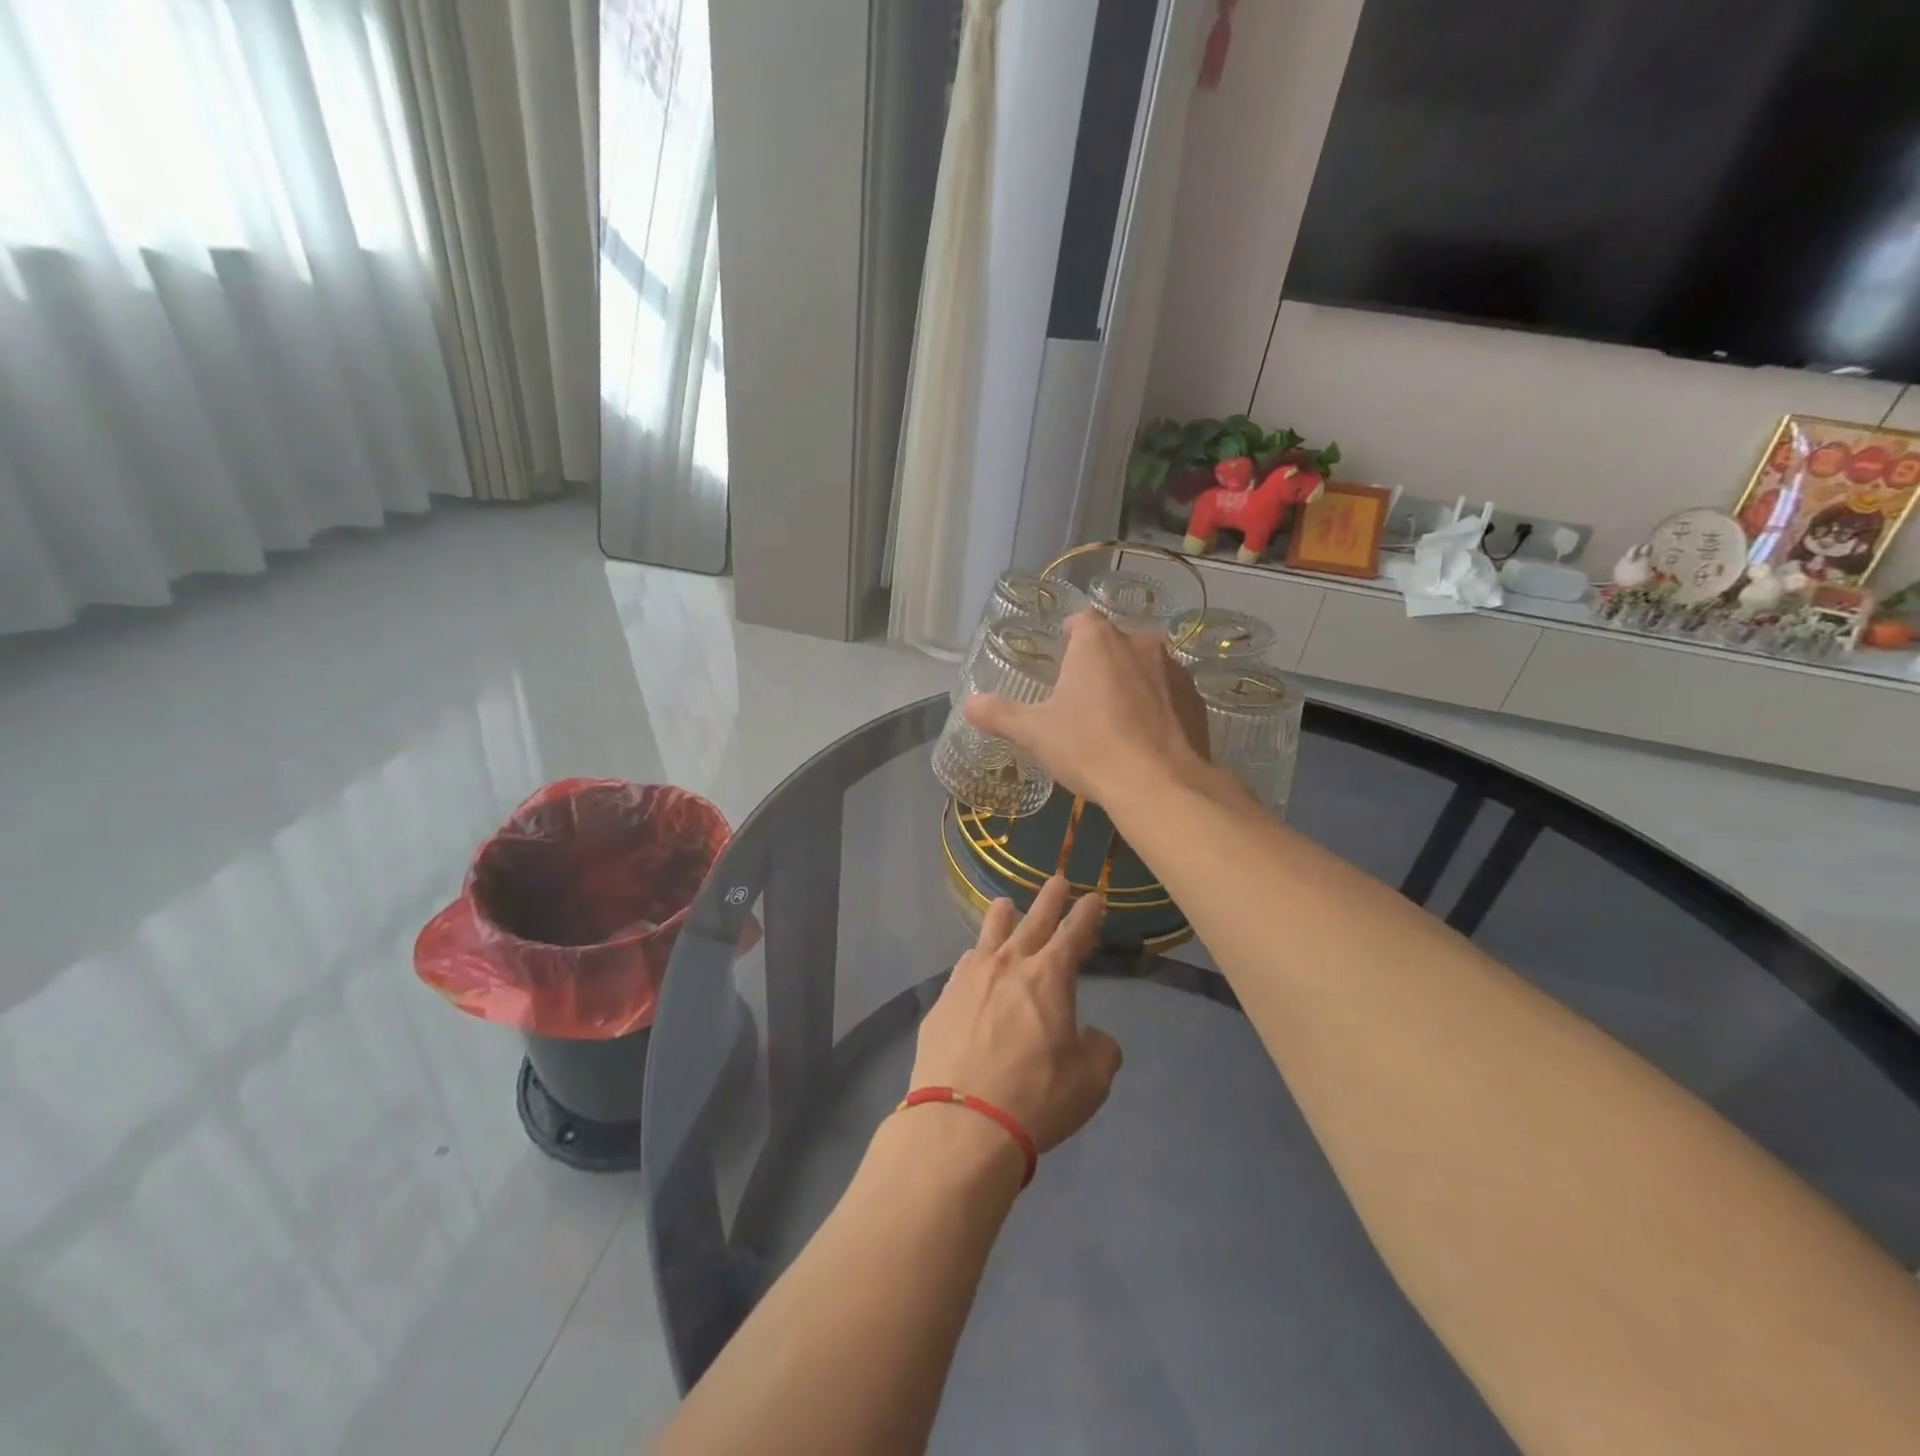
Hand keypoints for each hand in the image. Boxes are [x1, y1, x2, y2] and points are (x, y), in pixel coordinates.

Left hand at [908, 876, 1121, 1157]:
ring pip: (990, 933)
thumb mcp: (1089, 1082)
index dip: (1086, 914)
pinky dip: (976, 957)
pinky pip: (964, 965)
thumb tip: (1091, 1037)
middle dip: (1049, 899)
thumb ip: (1099, 1050)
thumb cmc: (1035, 1098)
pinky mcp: (943, 1000)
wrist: (961, 1123)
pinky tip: (974, 960)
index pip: (1074, 933)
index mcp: (1049, 977)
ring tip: (1006, 905)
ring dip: (1003, 917)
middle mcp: (1008, 965)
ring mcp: (970, 978)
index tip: (1093, 897)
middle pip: (1033, 921)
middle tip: (1057, 880)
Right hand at [963, 608, 1210, 807]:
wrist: (1160, 784)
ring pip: (1145, 666)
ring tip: (1115, 718)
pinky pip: (1169, 693)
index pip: (1082, 620)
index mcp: (1097, 641)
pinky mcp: (1196, 699)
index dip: (1070, 635)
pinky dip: (1157, 705)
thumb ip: (999, 714)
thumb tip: (969, 703)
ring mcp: (1173, 670)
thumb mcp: (1034, 733)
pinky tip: (1145, 736)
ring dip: (1130, 681)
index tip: (1061, 658)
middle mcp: (1139, 643)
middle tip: (1082, 696)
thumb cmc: (1089, 747)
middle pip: (1114, 642)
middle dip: (1099, 662)